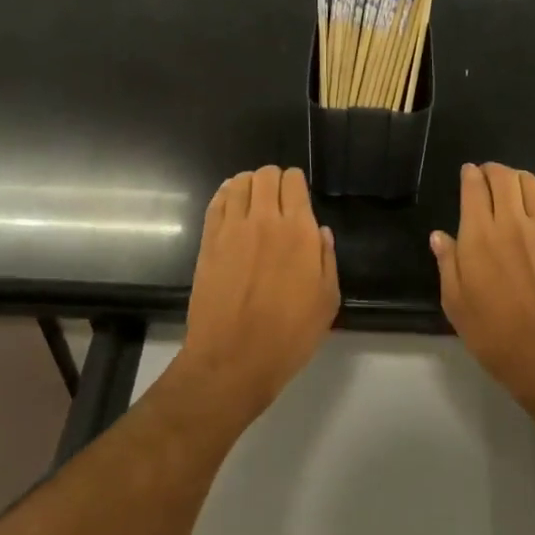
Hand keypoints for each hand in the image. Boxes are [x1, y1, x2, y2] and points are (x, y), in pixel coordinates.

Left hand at [181, 166, 338, 417]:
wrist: (233, 359)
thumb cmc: (289, 335)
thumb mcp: (327, 301)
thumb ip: (326, 259)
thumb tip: (320, 231)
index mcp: (299, 231)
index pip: (294, 181)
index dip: (296, 184)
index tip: (297, 200)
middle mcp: (265, 220)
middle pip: (265, 174)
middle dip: (274, 180)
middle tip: (276, 201)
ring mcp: (232, 228)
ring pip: (239, 182)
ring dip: (249, 185)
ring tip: (253, 202)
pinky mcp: (208, 241)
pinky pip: (216, 201)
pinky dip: (226, 195)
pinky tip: (232, 207)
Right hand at [432, 163, 534, 410]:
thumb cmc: (495, 335)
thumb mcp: (456, 304)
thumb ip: (447, 264)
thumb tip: (440, 236)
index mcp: (479, 236)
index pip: (474, 187)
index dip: (469, 175)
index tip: (467, 173)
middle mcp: (511, 224)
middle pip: (504, 177)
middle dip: (492, 170)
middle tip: (485, 176)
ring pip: (531, 184)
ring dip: (516, 179)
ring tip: (508, 189)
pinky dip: (534, 203)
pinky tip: (528, 220)